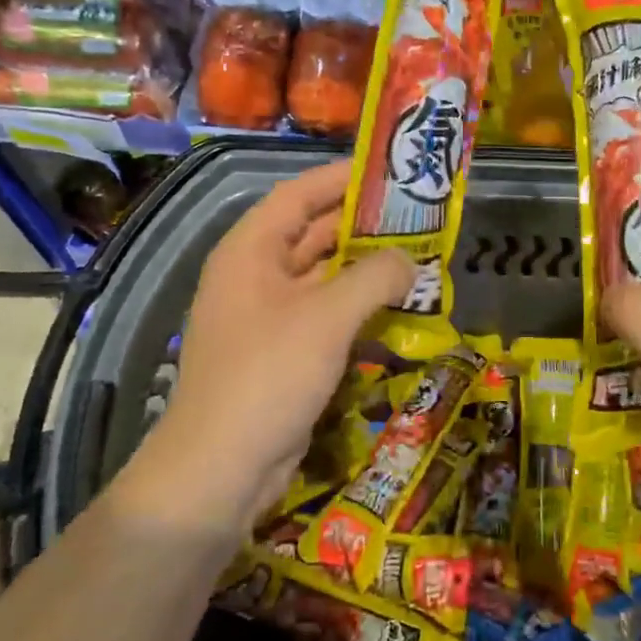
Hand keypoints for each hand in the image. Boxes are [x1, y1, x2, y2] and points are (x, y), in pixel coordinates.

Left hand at [123, 160, 413, 524]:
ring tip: (419, 257)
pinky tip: (399, 307)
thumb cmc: (267, 376)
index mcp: (250, 251)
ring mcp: (269, 317)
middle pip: (314, 234)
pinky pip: (327, 316)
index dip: (341, 178)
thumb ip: (374, 277)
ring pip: (325, 277)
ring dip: (367, 269)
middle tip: (419, 217)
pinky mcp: (285, 353)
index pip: (298, 195)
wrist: (221, 469)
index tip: (389, 171)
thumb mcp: (326, 318)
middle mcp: (256, 276)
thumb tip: (410, 260)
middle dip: (364, 225)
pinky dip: (360, 308)